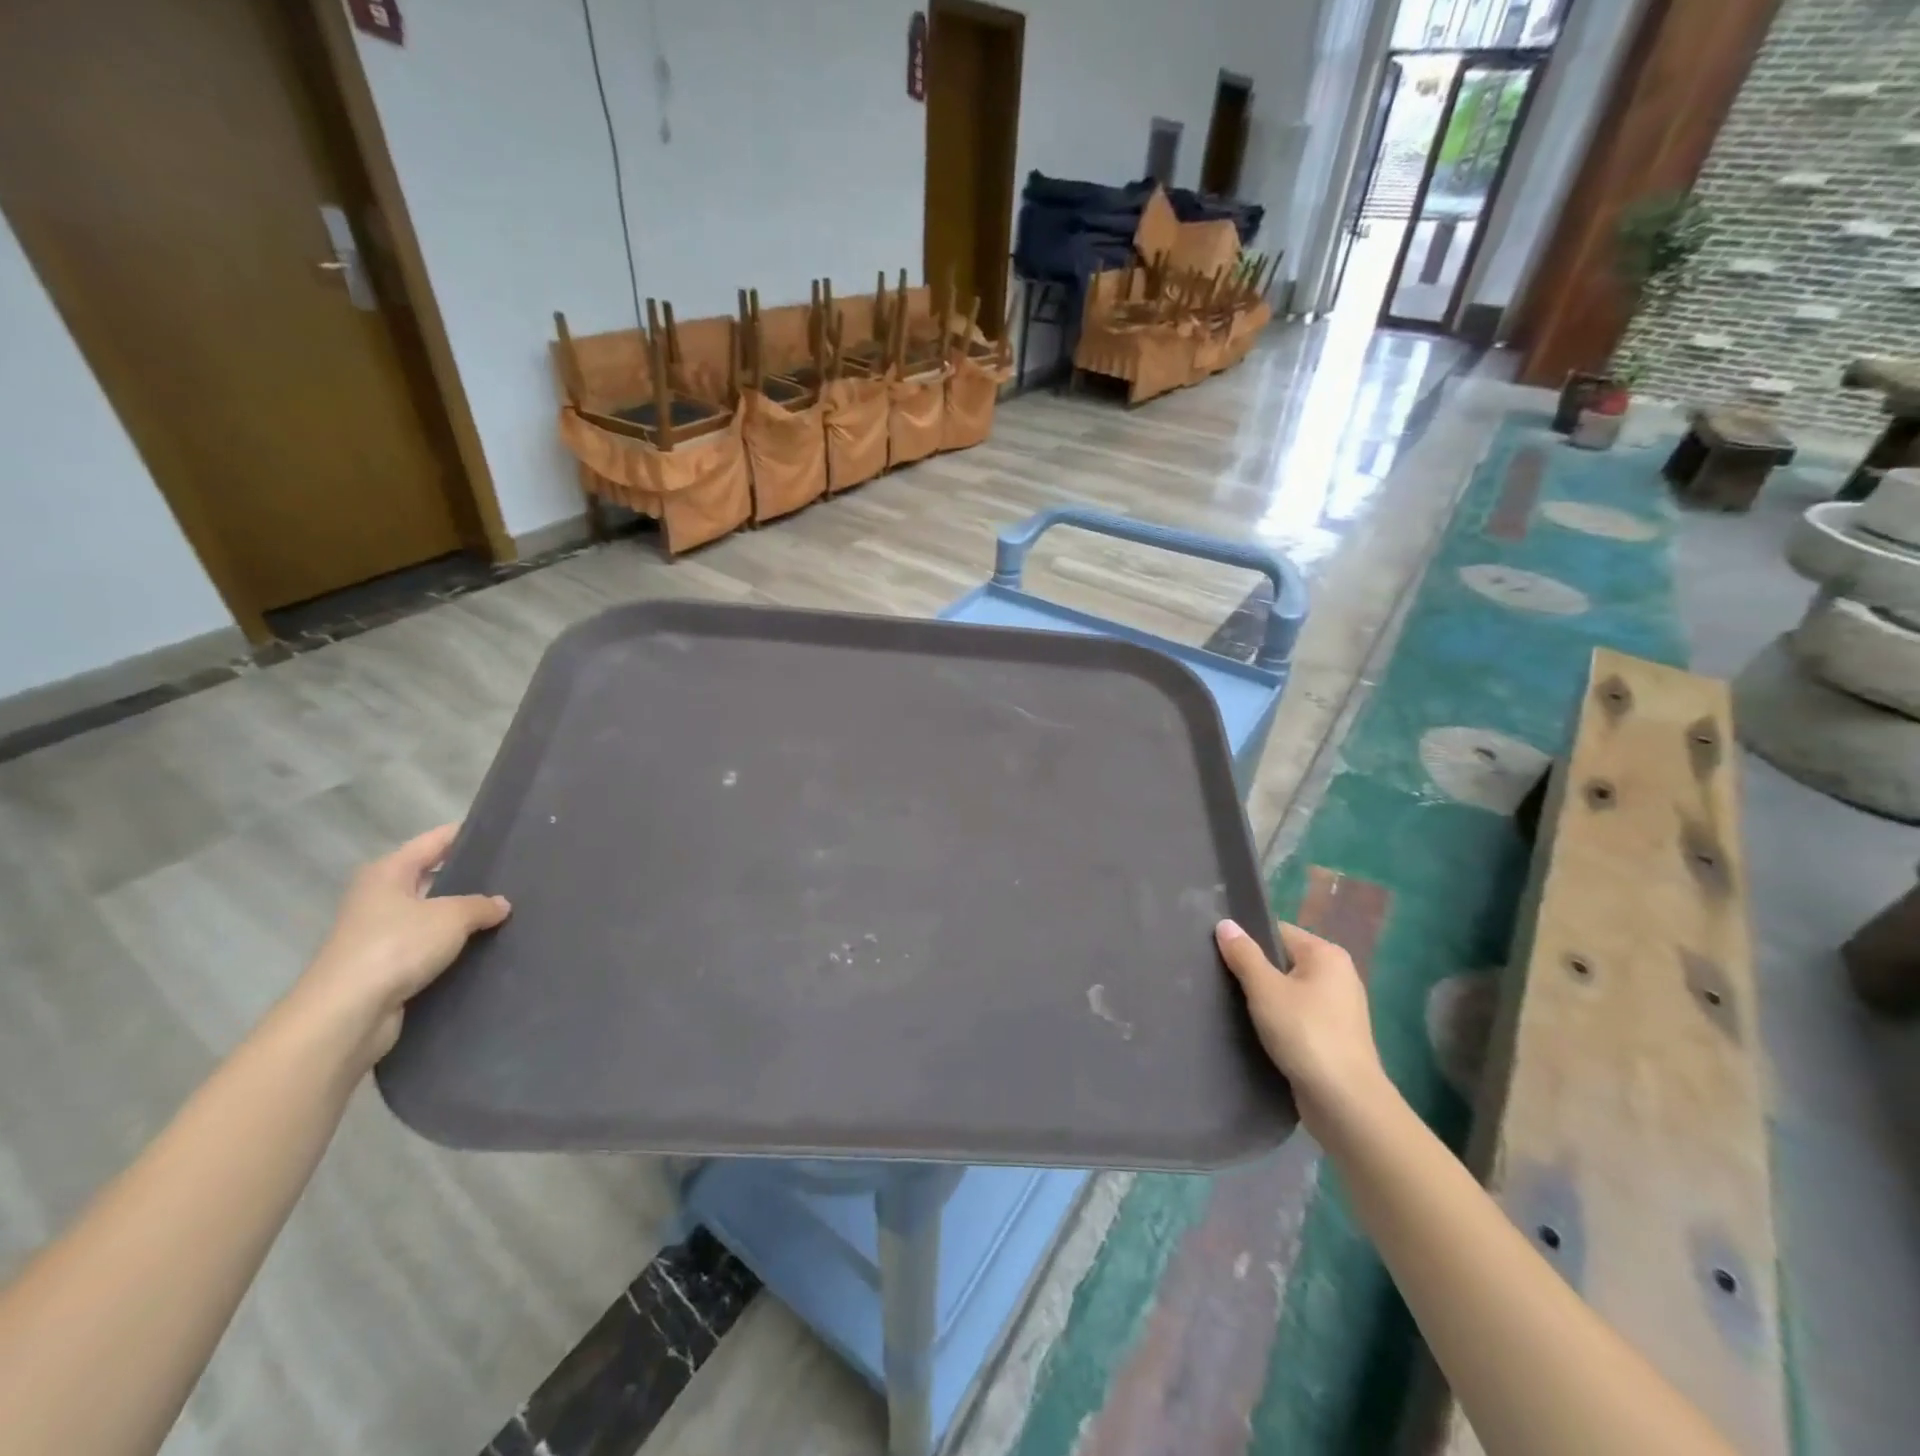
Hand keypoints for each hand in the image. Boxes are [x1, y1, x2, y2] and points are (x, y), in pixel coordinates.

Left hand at [290, 824, 509, 1066]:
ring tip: (509, 912)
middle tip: (516, 876)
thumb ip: (481, 905)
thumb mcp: (451, 917)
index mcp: (388, 872)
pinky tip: (485, 947)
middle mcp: (380, 897)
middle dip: (471, 878)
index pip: (435, 841)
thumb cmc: (396, 947)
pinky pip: (429, 946)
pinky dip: (453, 946)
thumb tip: (500, 904)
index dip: (467, 834)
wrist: (346, 1014)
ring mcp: (381, 933)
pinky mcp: (386, 966)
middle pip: (434, 877)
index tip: (504, 832)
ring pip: (434, 914)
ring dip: (463, 917)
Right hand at [1216, 918, 1385, 1128]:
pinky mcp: (1335, 1037)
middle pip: (1284, 961)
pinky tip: (1256, 1031)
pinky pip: (1298, 1016)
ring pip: (1290, 991)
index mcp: (1327, 954)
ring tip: (1232, 1005)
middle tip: (1220, 979)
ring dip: (1265, 999)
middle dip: (1254, 971)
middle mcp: (1339, 975)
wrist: (1345, 1103)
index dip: (1247, 940)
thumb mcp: (1265, 989)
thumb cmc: (1305, 1034)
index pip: (1277, 932)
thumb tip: (1225, 923)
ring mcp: (1340, 1009)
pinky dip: (1279, 1020)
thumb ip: (1244, 954)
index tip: (1218, 953)